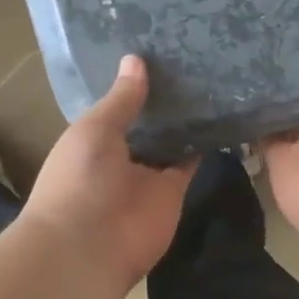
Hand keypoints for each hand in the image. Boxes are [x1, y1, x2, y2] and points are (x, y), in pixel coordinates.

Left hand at [21, 55, 195, 290]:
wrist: (88, 246)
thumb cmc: (78, 179)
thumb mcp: (95, 129)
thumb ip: (120, 99)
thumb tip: (135, 58)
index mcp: (92, 138)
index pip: (117, 105)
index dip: (133, 84)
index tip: (157, 51)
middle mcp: (120, 154)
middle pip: (147, 122)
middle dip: (162, 99)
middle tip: (192, 57)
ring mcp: (148, 174)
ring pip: (170, 141)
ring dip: (185, 119)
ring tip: (210, 76)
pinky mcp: (173, 191)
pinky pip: (190, 163)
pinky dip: (202, 144)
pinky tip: (219, 113)